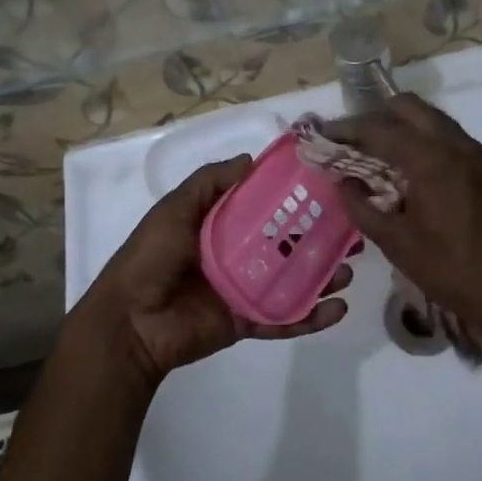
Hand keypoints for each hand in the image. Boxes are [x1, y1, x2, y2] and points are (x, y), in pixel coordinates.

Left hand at [77, 156, 351, 387]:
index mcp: (220, 225)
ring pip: (292, 280)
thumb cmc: (151, 256)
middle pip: (286, 243)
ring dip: (323, 276)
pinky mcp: (246, 321)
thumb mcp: (175, 208)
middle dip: (319, 238)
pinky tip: (337, 309)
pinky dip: (310, 317)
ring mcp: (244, 289)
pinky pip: (283, 318)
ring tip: (349, 269)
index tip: (327, 188)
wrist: (129, 321)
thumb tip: (250, 159)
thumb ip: (210, 182)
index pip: (265, 206)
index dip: (294, 198)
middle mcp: (236, 254)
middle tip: (351, 232)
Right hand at [327, 95, 481, 337]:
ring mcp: (473, 152)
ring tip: (375, 155)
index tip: (323, 134)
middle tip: (351, 143)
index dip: (347, 128)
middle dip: (375, 118)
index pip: (379, 127)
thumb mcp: (396, 243)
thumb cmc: (451, 270)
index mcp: (430, 159)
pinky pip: (445, 134)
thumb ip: (362, 207)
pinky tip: (407, 169)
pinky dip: (421, 138)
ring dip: (400, 125)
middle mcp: (454, 143)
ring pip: (429, 117)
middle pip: (406, 107)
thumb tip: (344, 182)